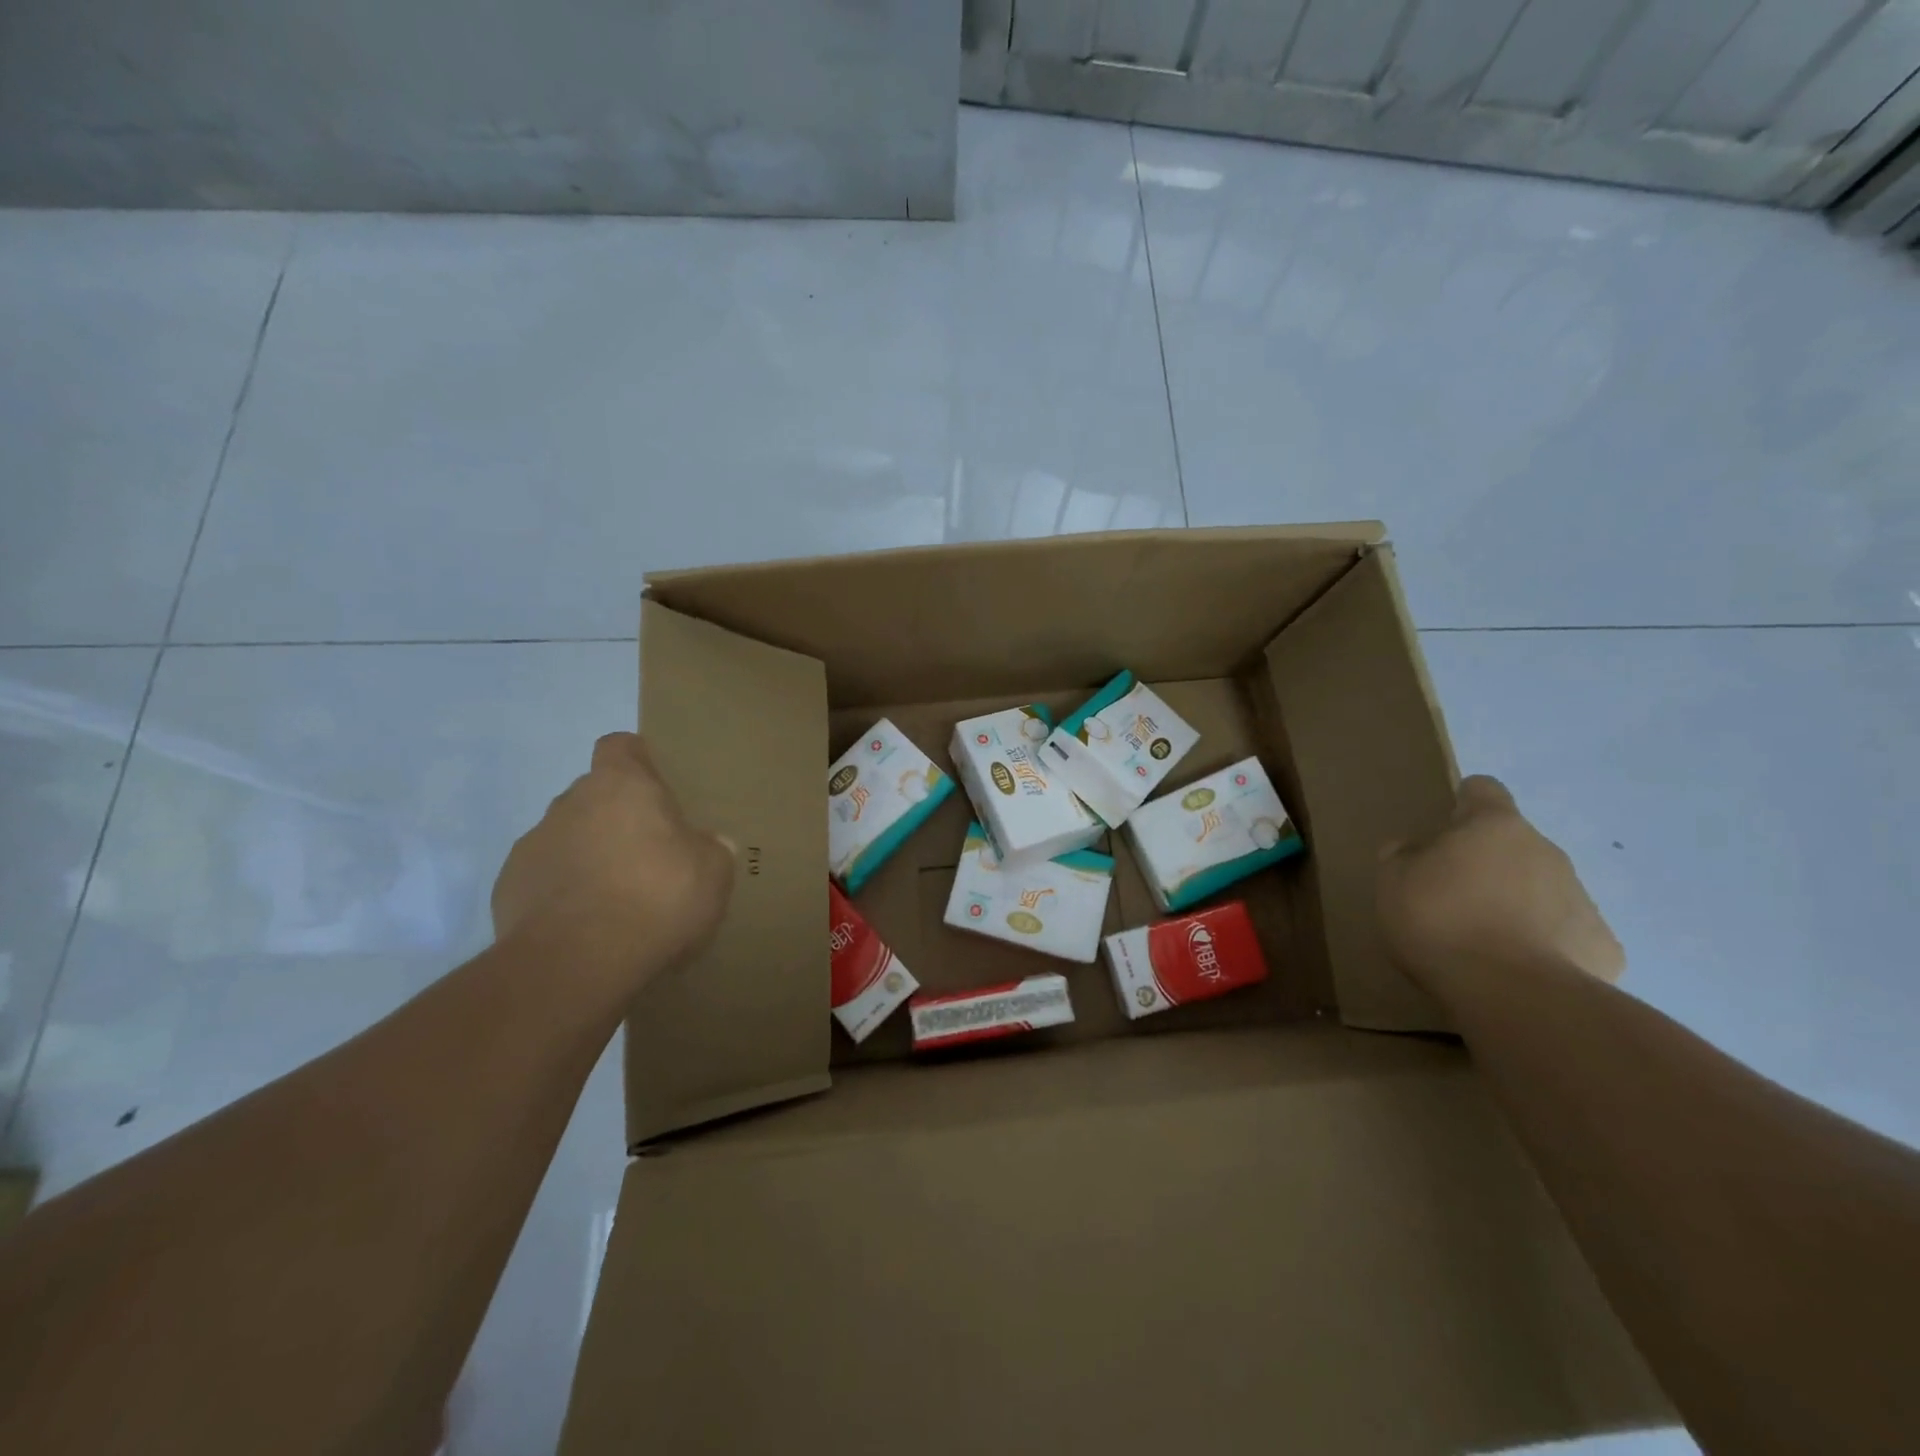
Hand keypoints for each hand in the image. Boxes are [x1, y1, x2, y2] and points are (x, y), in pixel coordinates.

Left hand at [492, 732, 734, 995]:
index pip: (620, 746)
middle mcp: (570, 803)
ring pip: (567, 838)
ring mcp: (532, 845)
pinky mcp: (508, 889)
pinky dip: (563, 894)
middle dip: (617, 818)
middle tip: (650, 854)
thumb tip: (710, 845)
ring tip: (617, 899)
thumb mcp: (713, 873)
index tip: (656, 786)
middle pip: (594, 796)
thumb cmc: (656, 898)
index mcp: (620, 785)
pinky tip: (587, 926)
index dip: (637, 761)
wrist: (575, 963)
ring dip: (589, 857)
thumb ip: (711, 850)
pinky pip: (544, 879)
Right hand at [1377, 775, 1622, 993]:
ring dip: (1516, 902)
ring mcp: (1582, 898)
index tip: (1445, 829)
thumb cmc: (1441, 921)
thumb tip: (1415, 848)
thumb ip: (1403, 856)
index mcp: (1494, 826)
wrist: (1514, 994)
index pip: (1484, 790)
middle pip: (1514, 844)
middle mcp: (1546, 851)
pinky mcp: (1603, 946)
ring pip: (1542, 888)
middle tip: (1452, 896)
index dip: (1463, 803)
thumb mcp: (1392, 882)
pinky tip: (1519, 969)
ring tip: (1484, 940)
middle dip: (1488, 863)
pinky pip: (1566, 933)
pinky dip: (1544, 944)